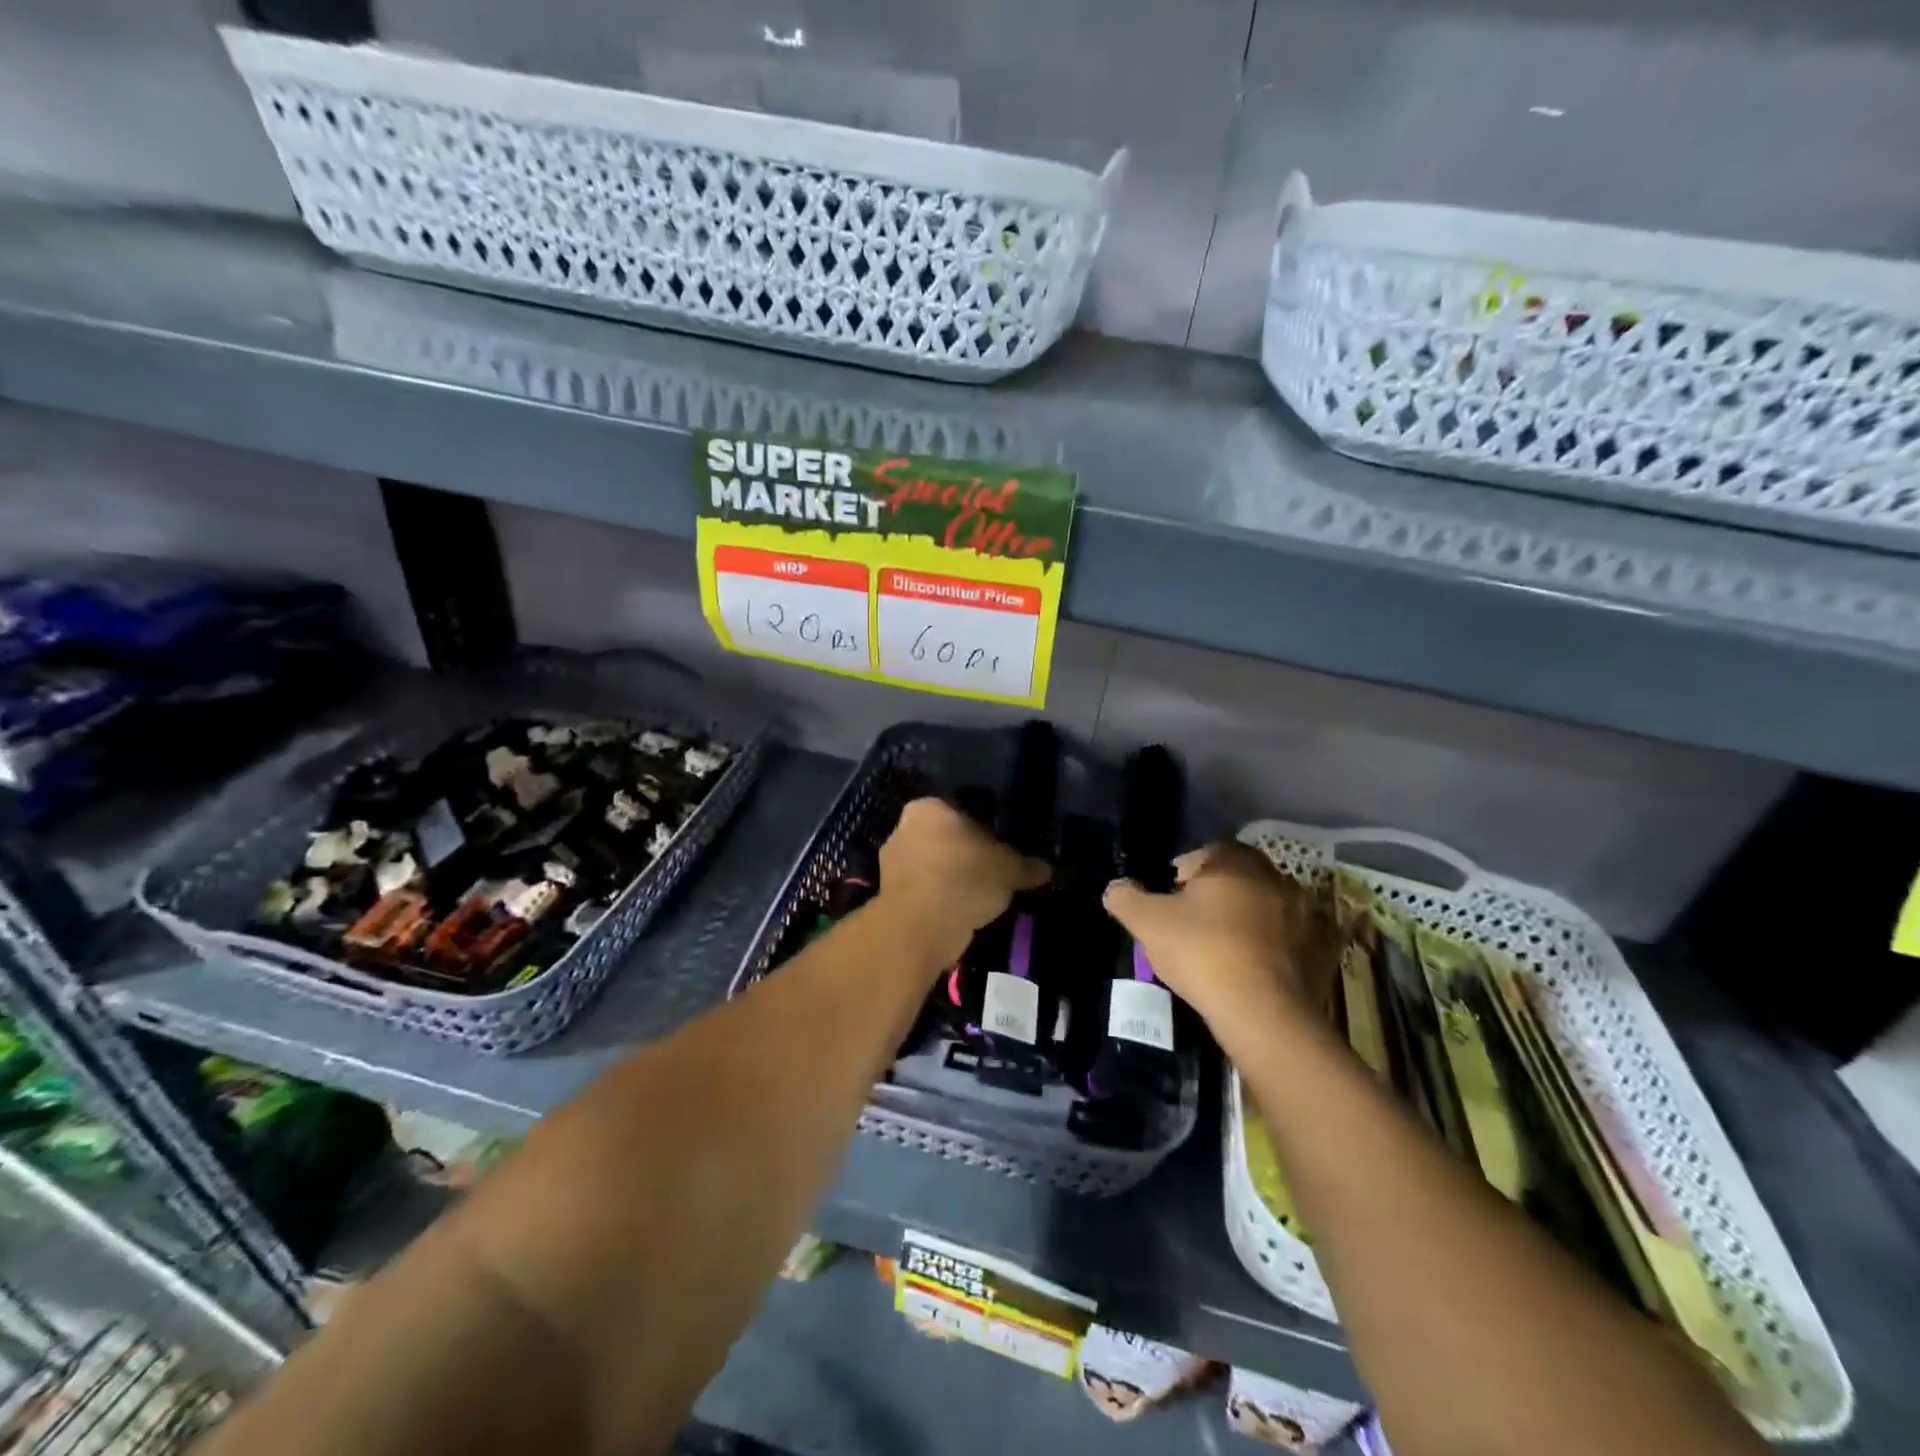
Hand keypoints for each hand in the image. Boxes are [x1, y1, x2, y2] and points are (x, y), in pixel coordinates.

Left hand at [875, 798, 1049, 971]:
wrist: (920, 927)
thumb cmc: (964, 879)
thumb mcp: (1009, 870)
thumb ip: (1027, 866)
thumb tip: (1047, 869)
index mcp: (928, 808)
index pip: (960, 813)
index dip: (984, 834)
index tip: (999, 854)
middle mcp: (902, 829)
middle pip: (944, 840)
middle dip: (964, 856)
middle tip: (991, 876)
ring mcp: (891, 864)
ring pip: (932, 867)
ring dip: (950, 881)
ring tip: (977, 901)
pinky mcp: (888, 896)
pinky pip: (923, 893)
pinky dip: (939, 902)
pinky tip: (958, 916)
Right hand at [1104, 841, 1336, 1033]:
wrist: (1265, 1014)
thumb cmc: (1203, 953)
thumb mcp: (1147, 923)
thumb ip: (1126, 898)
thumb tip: (1116, 888)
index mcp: (1234, 861)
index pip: (1202, 854)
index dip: (1180, 876)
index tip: (1168, 903)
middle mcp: (1275, 877)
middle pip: (1237, 879)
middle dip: (1216, 896)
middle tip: (1192, 927)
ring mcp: (1305, 913)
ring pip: (1267, 908)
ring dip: (1248, 920)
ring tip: (1225, 951)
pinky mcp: (1324, 950)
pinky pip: (1294, 939)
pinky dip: (1277, 948)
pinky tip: (1258, 969)